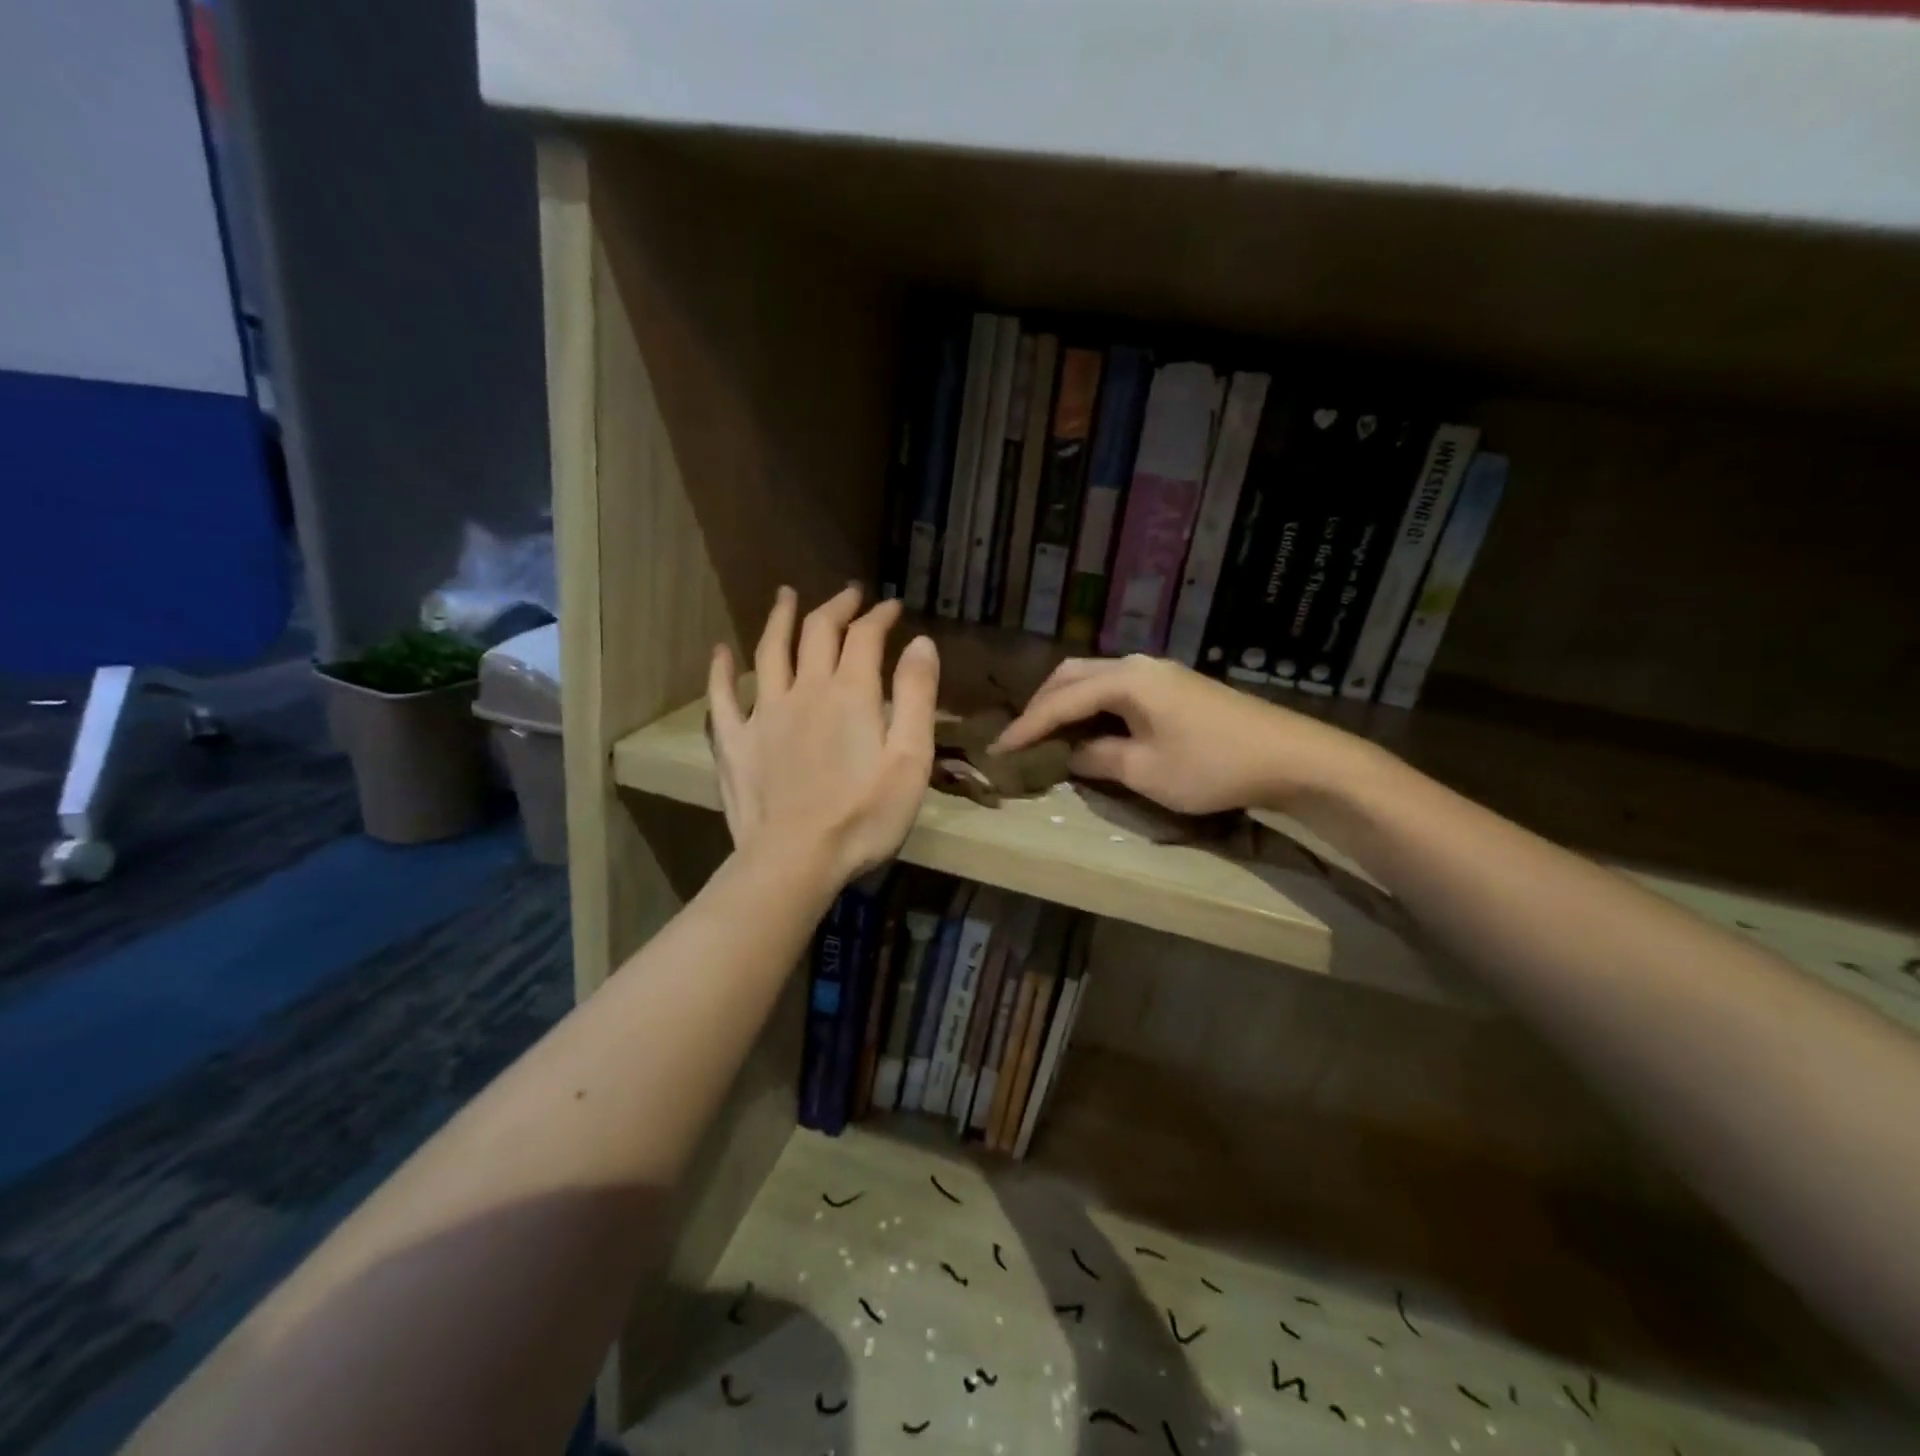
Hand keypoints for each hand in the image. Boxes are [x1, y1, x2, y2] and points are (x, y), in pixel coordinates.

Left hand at [709, 586, 938, 886]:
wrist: (795, 861)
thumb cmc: (864, 817)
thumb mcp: (910, 760)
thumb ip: (917, 697)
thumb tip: (920, 642)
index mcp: (850, 694)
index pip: (864, 637)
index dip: (878, 616)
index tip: (891, 605)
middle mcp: (804, 690)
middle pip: (817, 633)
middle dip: (836, 608)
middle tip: (849, 595)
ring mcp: (763, 714)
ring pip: (769, 652)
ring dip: (780, 619)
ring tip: (786, 596)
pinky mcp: (734, 742)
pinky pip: (722, 696)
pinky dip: (721, 670)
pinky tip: (720, 652)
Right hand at [989, 655, 1365, 815]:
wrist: (1291, 757)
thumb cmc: (1213, 766)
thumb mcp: (1146, 771)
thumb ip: (1099, 758)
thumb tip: (1071, 754)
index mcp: (1126, 679)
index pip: (1061, 700)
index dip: (1026, 726)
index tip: (998, 750)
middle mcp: (1138, 665)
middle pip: (1073, 676)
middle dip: (1042, 705)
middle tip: (1022, 738)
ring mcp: (1160, 672)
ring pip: (1096, 679)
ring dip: (1068, 703)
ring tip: (1049, 735)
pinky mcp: (1175, 686)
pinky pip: (1118, 688)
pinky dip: (1094, 706)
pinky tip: (1091, 729)